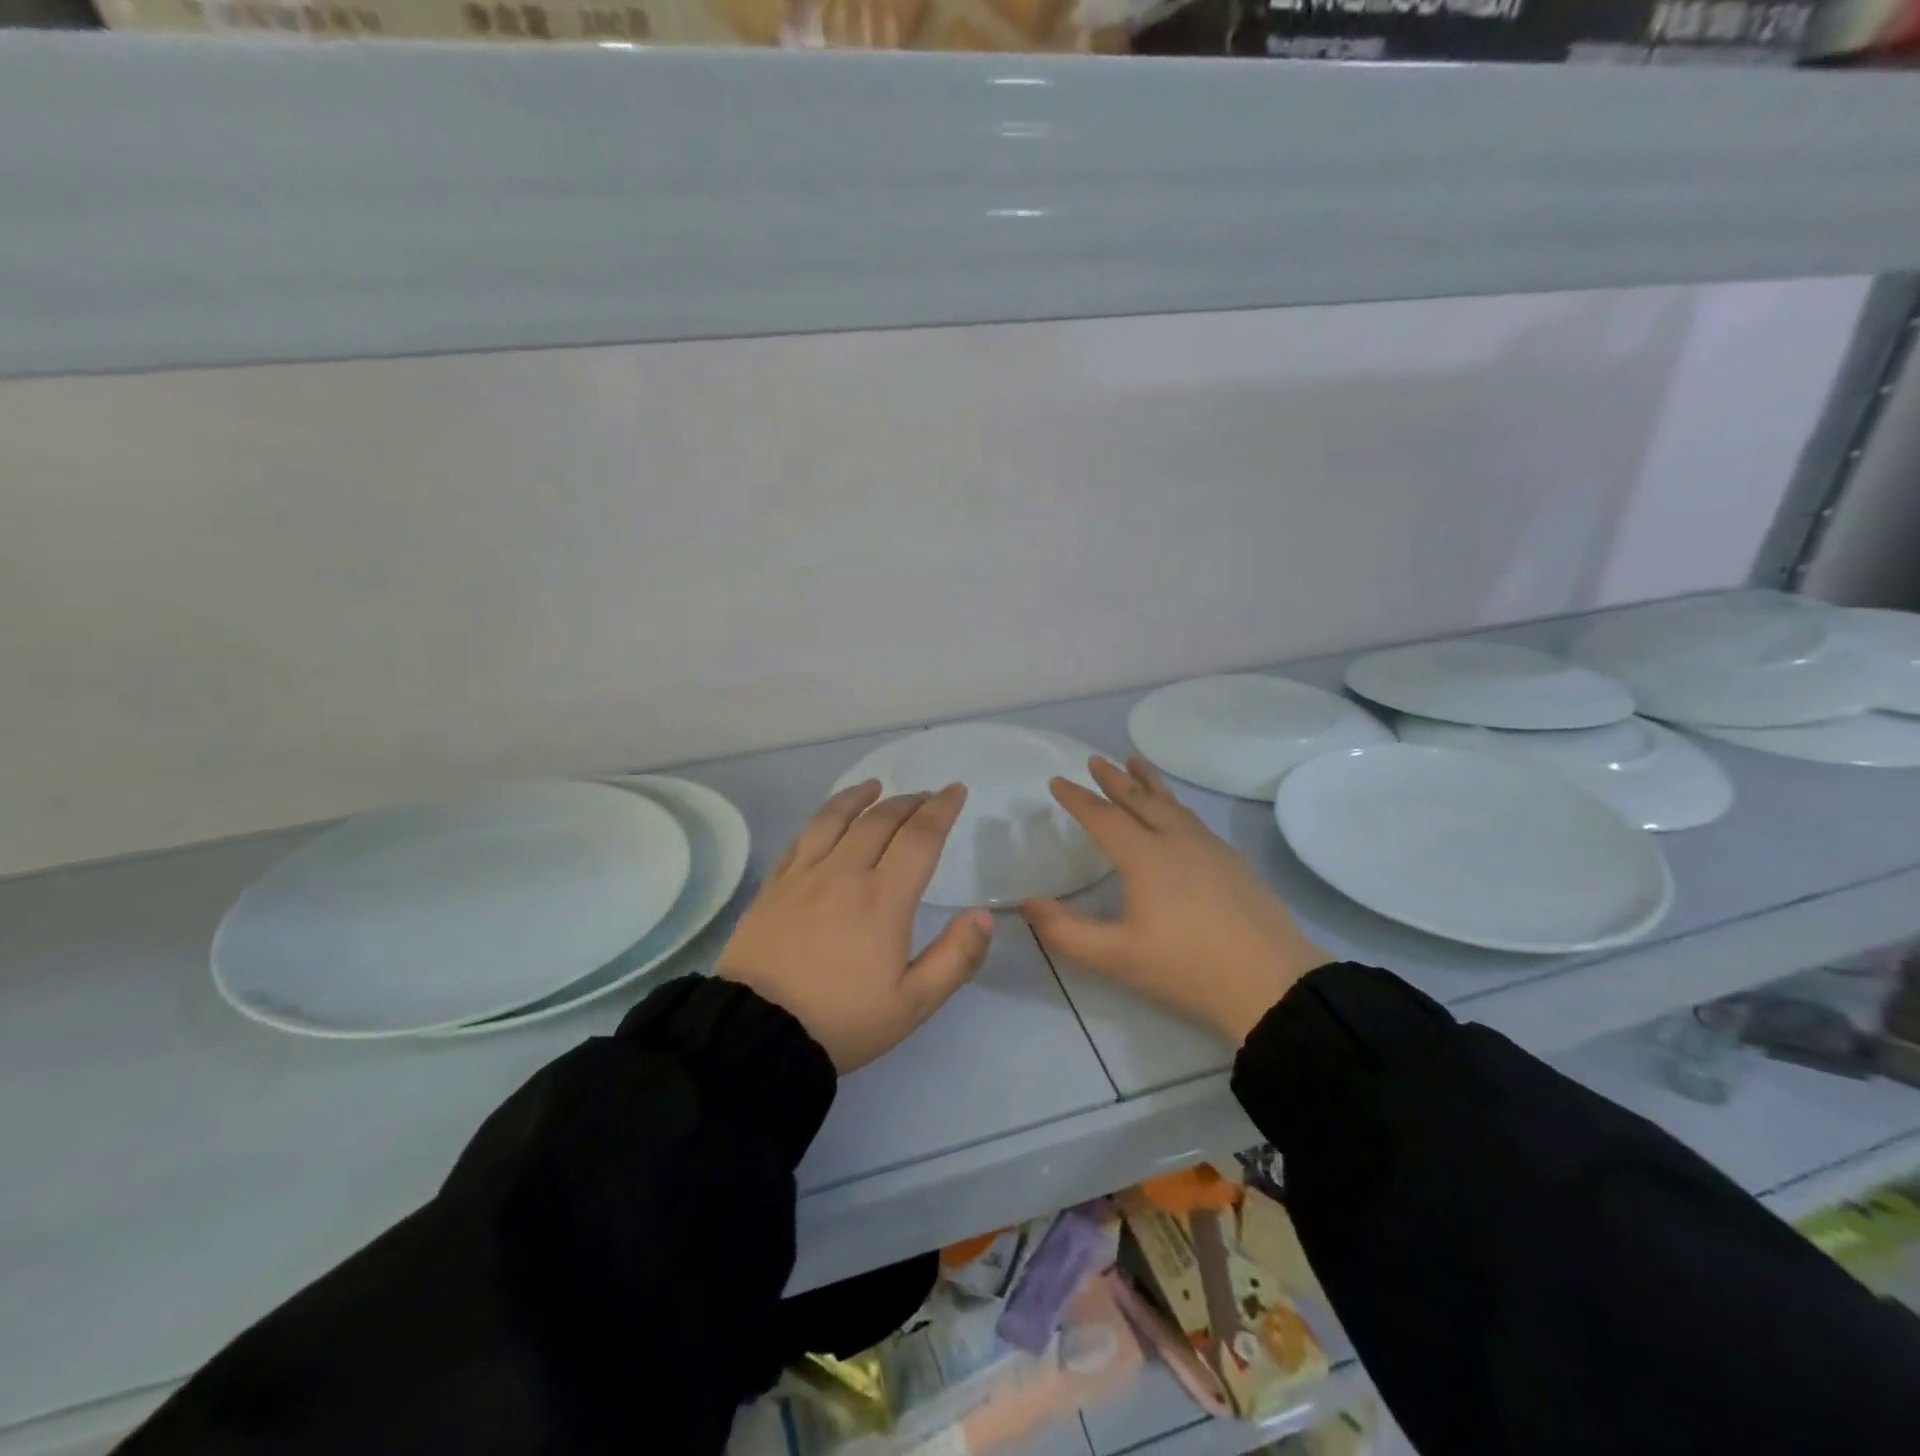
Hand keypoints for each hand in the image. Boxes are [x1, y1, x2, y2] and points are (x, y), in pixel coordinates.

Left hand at [716, 781, 992, 1072]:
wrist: (757, 1033)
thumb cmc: (842, 1020)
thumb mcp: (912, 1003)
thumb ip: (955, 958)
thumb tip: (984, 915)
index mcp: (883, 899)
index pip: (920, 837)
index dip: (941, 809)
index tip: (955, 790)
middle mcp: (844, 873)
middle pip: (880, 820)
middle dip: (909, 802)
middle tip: (925, 796)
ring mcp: (803, 875)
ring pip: (835, 819)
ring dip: (860, 798)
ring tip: (875, 787)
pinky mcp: (773, 886)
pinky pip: (801, 838)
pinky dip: (822, 819)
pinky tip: (827, 820)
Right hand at [1022, 756, 1330, 1045]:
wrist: (1272, 984)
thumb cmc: (1187, 969)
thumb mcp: (1116, 958)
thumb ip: (1066, 932)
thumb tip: (1027, 904)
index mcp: (1146, 857)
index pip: (1103, 817)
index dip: (1077, 799)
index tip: (1057, 781)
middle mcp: (1177, 840)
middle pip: (1140, 799)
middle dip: (1114, 778)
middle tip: (1095, 759)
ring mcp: (1210, 848)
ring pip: (1172, 803)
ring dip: (1148, 782)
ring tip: (1135, 763)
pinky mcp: (1233, 862)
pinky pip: (1192, 818)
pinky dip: (1173, 803)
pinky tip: (1175, 814)